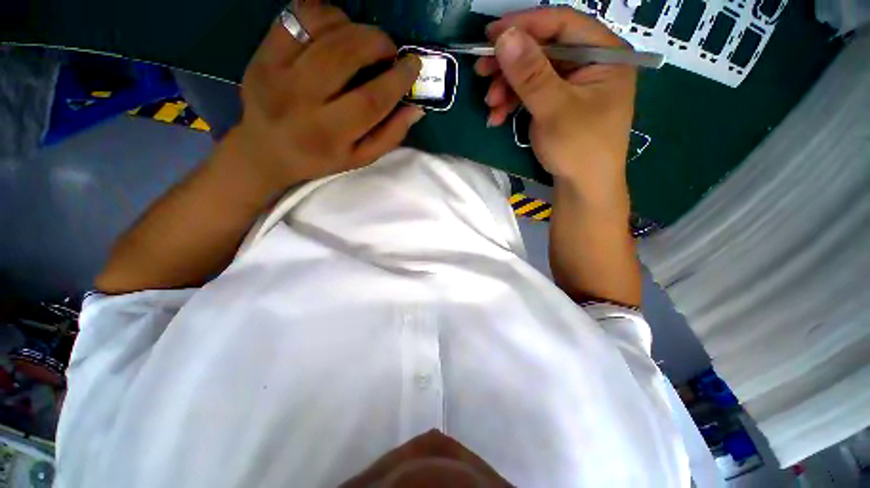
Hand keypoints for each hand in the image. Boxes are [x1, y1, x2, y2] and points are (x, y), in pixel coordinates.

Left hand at [227, 2, 423, 193]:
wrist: (266, 150)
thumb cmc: (320, 158)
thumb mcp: (359, 159)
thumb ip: (389, 137)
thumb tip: (416, 109)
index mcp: (330, 133)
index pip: (371, 100)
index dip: (397, 79)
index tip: (413, 65)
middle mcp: (301, 99)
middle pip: (345, 55)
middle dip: (377, 43)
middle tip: (390, 49)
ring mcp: (277, 71)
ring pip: (322, 29)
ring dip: (354, 26)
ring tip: (365, 41)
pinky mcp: (263, 52)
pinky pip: (298, 17)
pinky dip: (325, 14)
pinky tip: (337, 28)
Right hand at [475, 7, 635, 201]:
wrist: (583, 189)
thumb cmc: (579, 149)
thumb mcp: (554, 109)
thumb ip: (531, 73)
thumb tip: (504, 36)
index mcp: (604, 54)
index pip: (562, 23)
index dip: (525, 24)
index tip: (491, 35)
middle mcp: (590, 63)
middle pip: (544, 49)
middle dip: (510, 65)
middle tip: (482, 73)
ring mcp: (573, 85)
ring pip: (534, 73)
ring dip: (507, 88)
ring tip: (490, 106)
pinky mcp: (559, 104)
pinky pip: (532, 94)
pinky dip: (513, 103)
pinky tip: (497, 117)